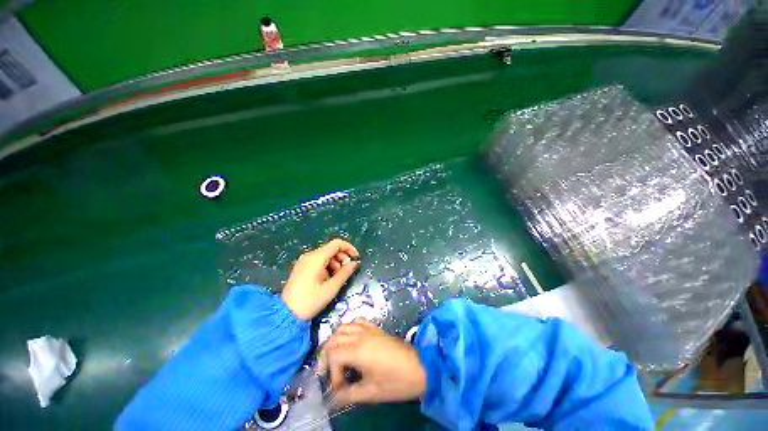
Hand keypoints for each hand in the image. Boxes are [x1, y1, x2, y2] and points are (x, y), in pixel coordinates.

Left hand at [281, 239, 360, 319]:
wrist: (286, 314)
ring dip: (335, 264)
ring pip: (326, 256)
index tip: (356, 258)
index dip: (349, 248)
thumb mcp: (331, 287)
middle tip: (347, 272)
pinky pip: (319, 261)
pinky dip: (327, 267)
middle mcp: (309, 255)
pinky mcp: (302, 267)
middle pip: (331, 249)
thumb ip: (345, 273)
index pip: (336, 243)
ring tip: (337, 278)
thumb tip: (355, 263)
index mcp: (316, 258)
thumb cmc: (310, 301)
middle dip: (342, 258)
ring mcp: (304, 261)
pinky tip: (328, 280)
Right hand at [320, 319, 426, 406]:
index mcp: (358, 351)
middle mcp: (361, 335)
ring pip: (343, 327)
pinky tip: (351, 339)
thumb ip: (349, 394)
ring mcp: (368, 329)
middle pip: (334, 338)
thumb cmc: (397, 381)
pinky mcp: (375, 328)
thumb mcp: (372, 393)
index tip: (339, 387)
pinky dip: (349, 328)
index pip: (333, 355)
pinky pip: (357, 321)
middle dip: (327, 355)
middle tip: (330, 372)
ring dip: (336, 340)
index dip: (331, 373)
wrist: (419, 366)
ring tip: (337, 356)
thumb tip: (334, 398)